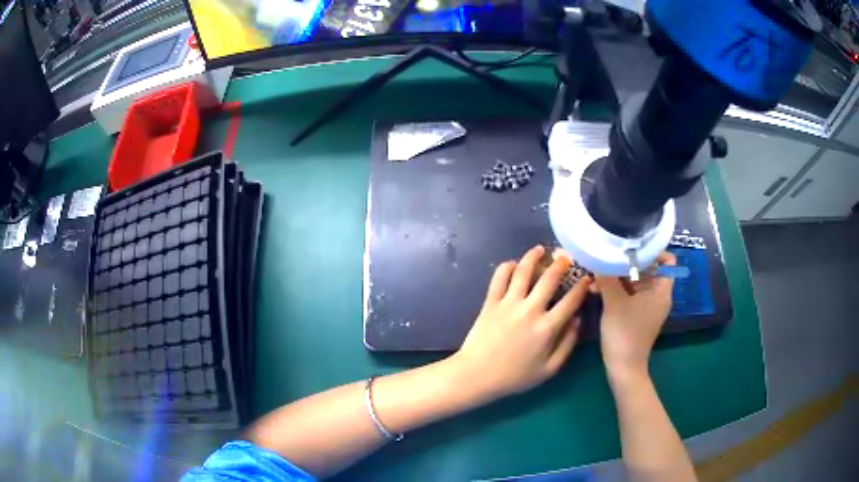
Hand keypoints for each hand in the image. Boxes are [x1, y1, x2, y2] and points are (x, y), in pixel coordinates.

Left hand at [451, 245, 590, 400]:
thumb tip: (577, 320)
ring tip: (540, 250)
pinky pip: (499, 277)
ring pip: (524, 271)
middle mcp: (530, 310)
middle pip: (550, 278)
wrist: (477, 375)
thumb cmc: (515, 376)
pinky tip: (513, 264)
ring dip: (533, 257)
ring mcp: (509, 303)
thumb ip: (567, 344)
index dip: (582, 287)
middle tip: (566, 257)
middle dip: (561, 264)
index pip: (571, 300)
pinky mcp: (491, 302)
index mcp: (547, 328)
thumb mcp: (549, 370)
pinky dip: (507, 266)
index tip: (587, 278)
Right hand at [594, 252, 675, 380]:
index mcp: (661, 290)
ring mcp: (648, 305)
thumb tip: (598, 256)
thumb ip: (607, 277)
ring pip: (636, 281)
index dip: (652, 250)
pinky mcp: (638, 314)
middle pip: (648, 268)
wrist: (623, 368)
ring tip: (597, 273)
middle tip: (607, 257)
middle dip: (627, 263)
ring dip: (618, 276)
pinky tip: (597, 288)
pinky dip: (617, 289)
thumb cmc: (625, 333)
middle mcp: (658, 295)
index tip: (630, 246)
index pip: (667, 260)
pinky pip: (630, 294)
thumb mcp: (614, 302)